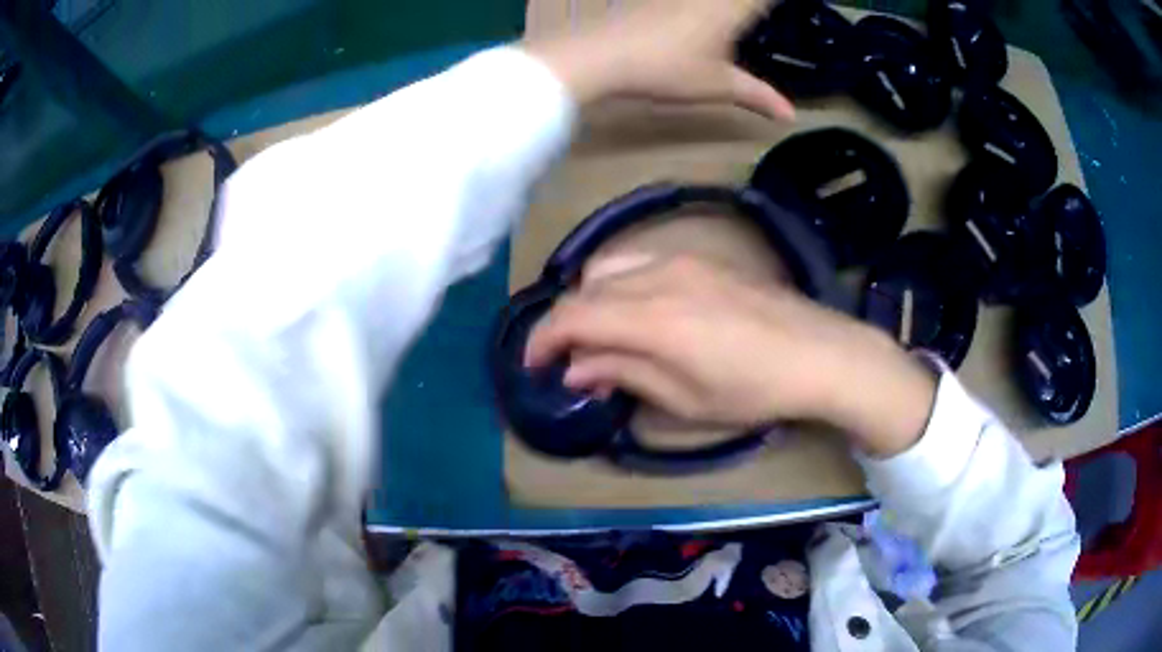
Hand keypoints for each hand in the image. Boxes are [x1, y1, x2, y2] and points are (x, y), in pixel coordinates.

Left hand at [525, 0, 794, 119]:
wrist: (602, 55)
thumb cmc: (667, 69)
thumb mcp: (718, 86)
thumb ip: (758, 95)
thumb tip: (791, 115)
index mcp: (730, 7)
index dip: (769, 5)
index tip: (773, 14)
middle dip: (750, 7)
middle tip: (758, 17)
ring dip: (725, 6)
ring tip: (736, 16)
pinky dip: (695, 6)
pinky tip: (691, 17)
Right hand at [525, 256, 937, 456]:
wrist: (819, 353)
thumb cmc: (753, 389)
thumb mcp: (684, 399)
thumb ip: (624, 374)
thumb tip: (577, 367)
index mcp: (651, 317)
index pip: (573, 315)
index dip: (543, 339)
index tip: (533, 365)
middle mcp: (658, 275)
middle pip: (586, 287)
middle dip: (565, 322)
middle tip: (568, 359)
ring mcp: (682, 258)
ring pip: (610, 266)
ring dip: (591, 299)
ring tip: (598, 335)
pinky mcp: (701, 257)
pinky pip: (640, 260)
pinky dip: (620, 284)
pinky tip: (635, 311)